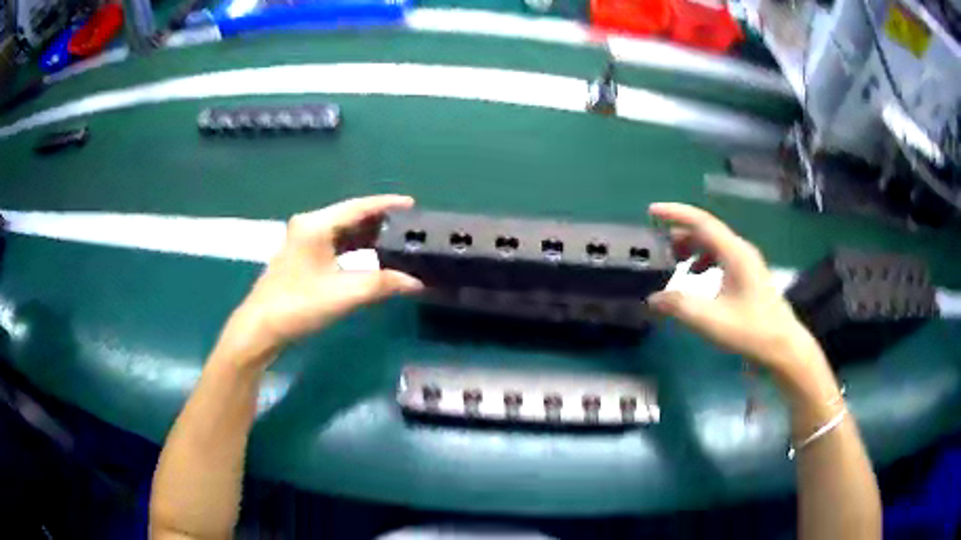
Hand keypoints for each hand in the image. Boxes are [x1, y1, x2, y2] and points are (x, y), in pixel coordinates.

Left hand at [226, 195, 422, 360]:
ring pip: (342, 232)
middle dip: (380, 222)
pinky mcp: (301, 257)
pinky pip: (334, 244)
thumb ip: (383, 284)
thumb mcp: (345, 294)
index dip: (387, 204)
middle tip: (409, 228)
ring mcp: (302, 241)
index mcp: (317, 225)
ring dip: (367, 237)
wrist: (260, 328)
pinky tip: (370, 258)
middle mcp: (309, 226)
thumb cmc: (299, 305)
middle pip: (350, 216)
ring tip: (397, 243)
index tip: (413, 205)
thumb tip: (417, 282)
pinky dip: (354, 249)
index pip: (359, 207)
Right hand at [646, 203, 824, 376]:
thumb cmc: (750, 330)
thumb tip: (653, 299)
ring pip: (714, 245)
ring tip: (674, 263)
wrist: (782, 347)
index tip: (652, 211)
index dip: (675, 213)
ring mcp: (747, 263)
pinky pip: (721, 258)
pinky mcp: (748, 277)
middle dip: (680, 235)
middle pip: (707, 232)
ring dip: (692, 249)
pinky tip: (696, 278)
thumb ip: (679, 306)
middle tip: (658, 247)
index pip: (701, 221)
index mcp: (734, 252)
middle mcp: (741, 251)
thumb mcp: (710, 320)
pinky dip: (704, 262)